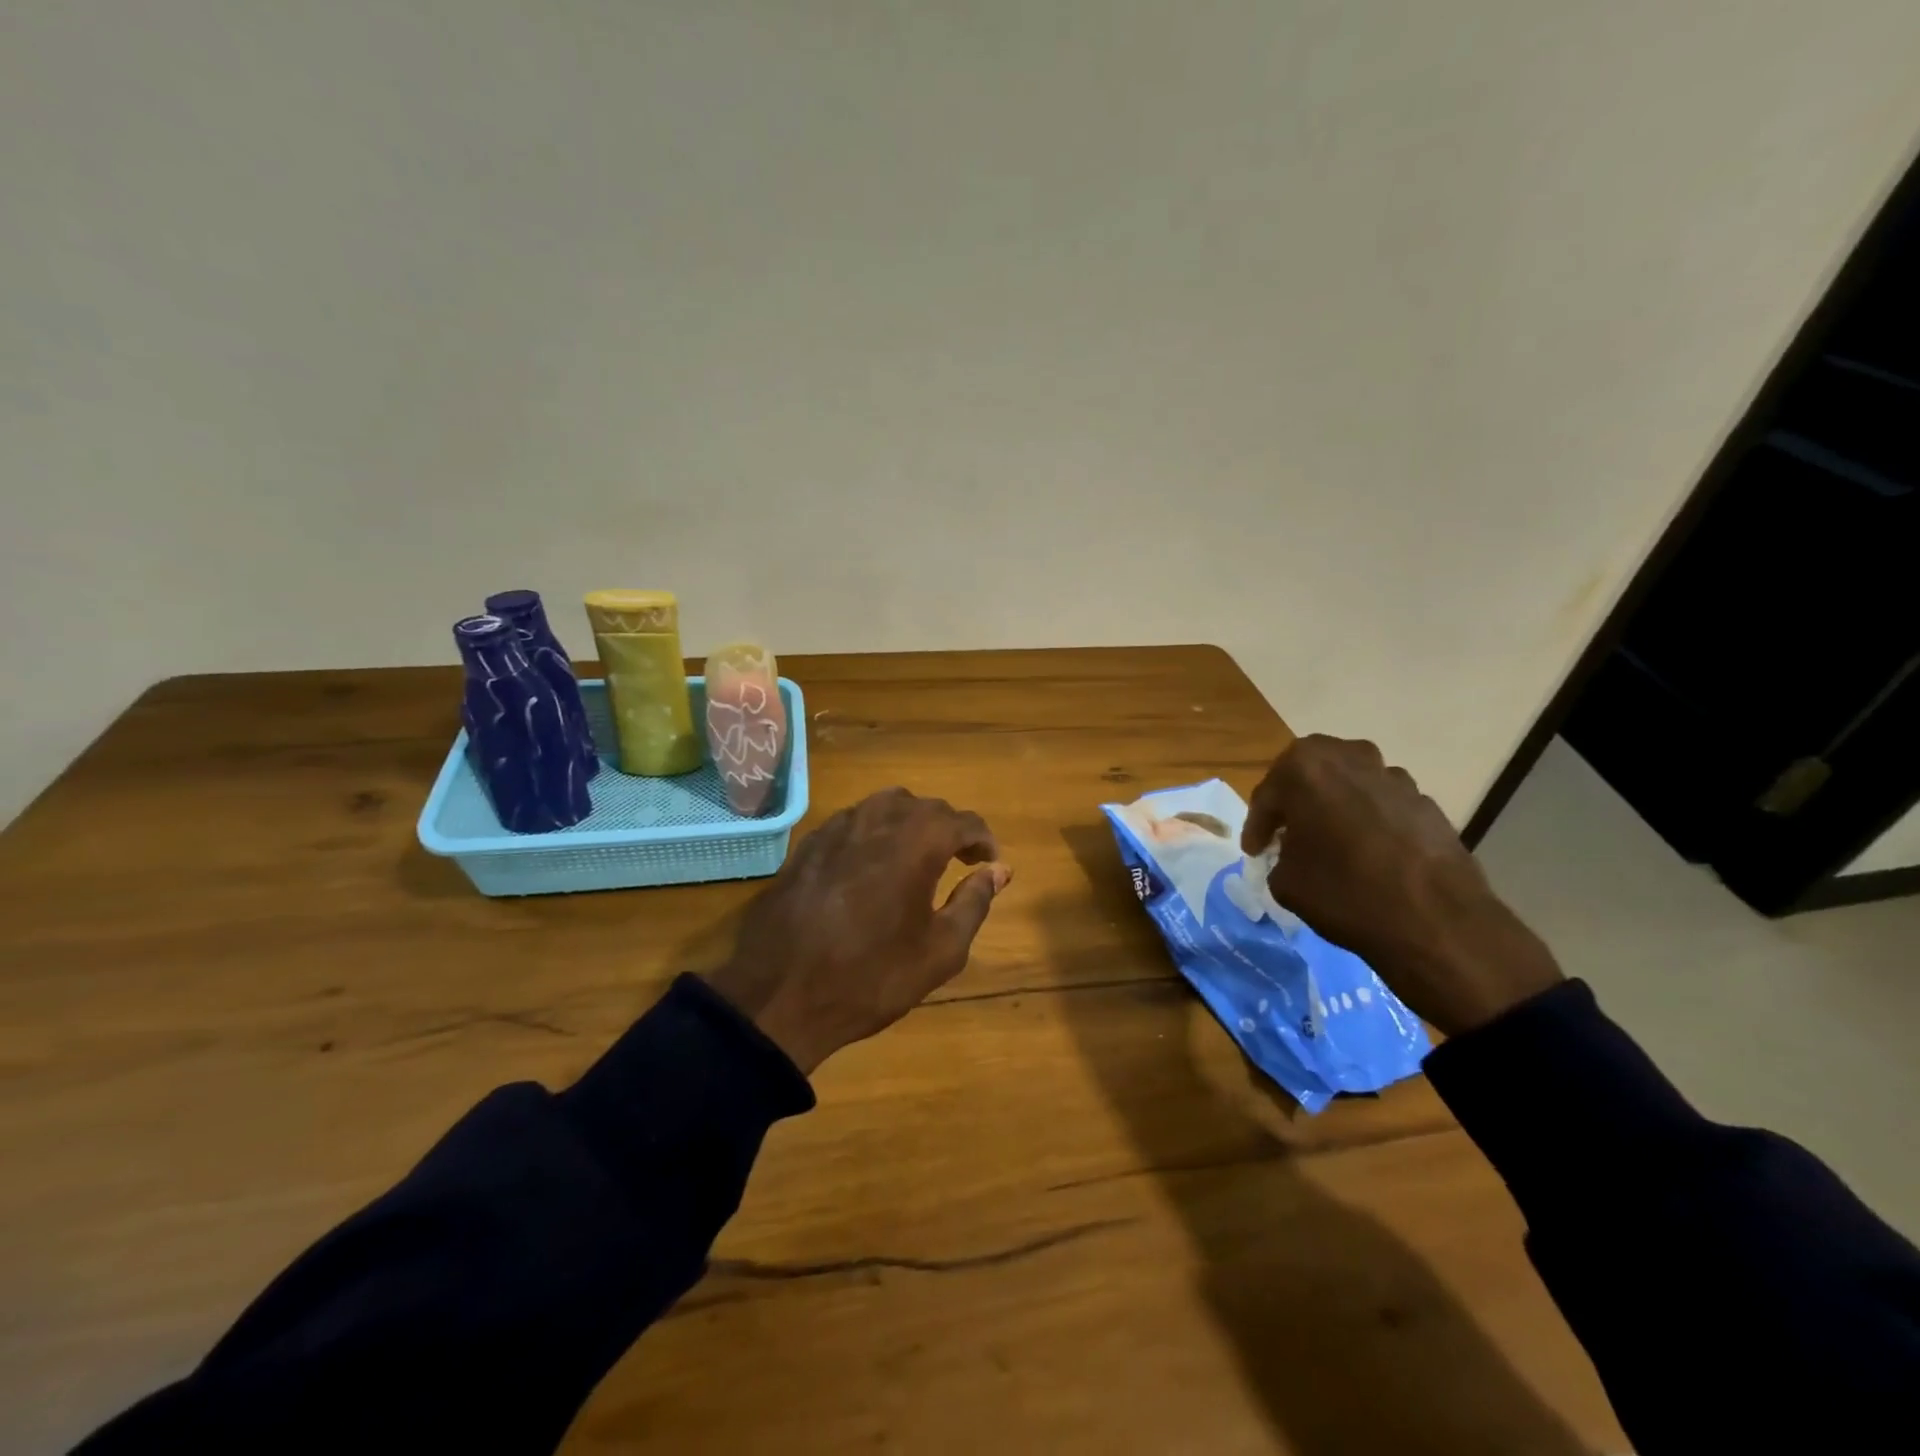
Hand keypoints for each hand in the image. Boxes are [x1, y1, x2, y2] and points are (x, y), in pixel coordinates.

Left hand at [705, 789, 1012, 1073]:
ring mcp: (837, 827)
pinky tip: (870, 866)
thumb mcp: (940, 951)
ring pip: (885, 805)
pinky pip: (852, 821)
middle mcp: (878, 819)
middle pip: (926, 807)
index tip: (990, 864)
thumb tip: (999, 870)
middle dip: (948, 829)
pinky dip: (873, 832)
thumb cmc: (871, 977)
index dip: (983, 840)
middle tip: (959, 862)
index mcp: (917, 841)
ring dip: (910, 823)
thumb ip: (975, 902)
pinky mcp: (808, 843)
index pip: (964, 821)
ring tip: (916, 858)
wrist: (779, 995)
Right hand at [1241, 735, 1561, 1036]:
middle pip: (1310, 774)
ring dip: (1335, 807)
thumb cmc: (1344, 892)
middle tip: (1288, 833)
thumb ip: (1279, 856)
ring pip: (1349, 785)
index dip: (1258, 826)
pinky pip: (1382, 805)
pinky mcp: (1425, 801)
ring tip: (1331, 842)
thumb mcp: (1285, 881)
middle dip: (1296, 801)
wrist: (1435, 921)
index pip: (1268, 794)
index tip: (1255, 851)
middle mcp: (1349, 758)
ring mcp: (1392, 776)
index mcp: (1305, 768)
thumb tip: (1291, 854)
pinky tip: (1368, 854)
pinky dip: (1369, 822)